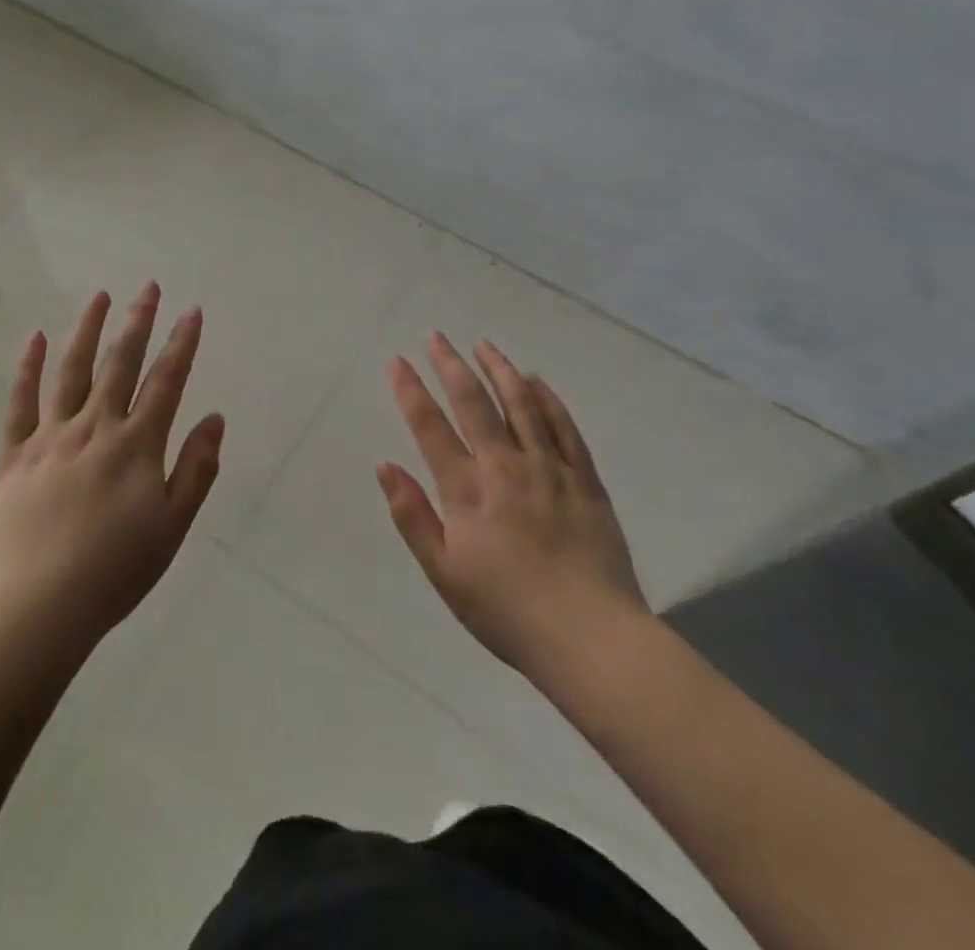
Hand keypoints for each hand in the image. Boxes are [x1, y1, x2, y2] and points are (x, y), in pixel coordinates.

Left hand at [0, 282, 223, 662]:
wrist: (34, 612)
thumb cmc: (113, 573)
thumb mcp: (172, 527)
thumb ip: (196, 469)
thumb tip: (215, 417)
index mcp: (136, 446)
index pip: (166, 381)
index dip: (182, 344)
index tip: (192, 311)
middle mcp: (94, 429)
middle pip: (120, 364)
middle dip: (138, 322)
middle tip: (148, 286)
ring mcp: (50, 438)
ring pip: (72, 372)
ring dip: (87, 330)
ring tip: (99, 296)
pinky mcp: (13, 456)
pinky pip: (20, 403)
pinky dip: (28, 368)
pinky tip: (36, 339)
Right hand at [378, 333, 648, 677]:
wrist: (590, 638)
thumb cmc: (506, 611)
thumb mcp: (444, 573)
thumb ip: (412, 516)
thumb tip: (384, 464)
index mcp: (467, 490)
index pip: (430, 426)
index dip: (410, 389)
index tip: (397, 360)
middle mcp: (505, 466)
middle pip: (473, 402)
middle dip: (450, 364)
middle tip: (436, 336)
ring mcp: (548, 468)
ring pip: (520, 403)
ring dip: (499, 369)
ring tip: (484, 344)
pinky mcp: (584, 479)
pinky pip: (563, 427)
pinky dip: (547, 398)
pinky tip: (535, 380)